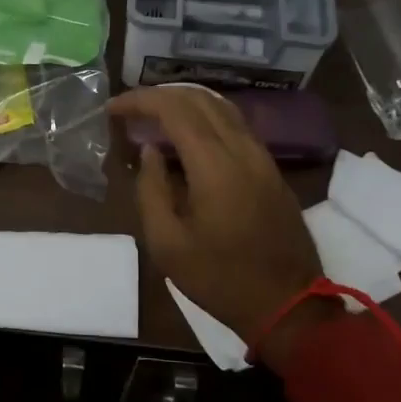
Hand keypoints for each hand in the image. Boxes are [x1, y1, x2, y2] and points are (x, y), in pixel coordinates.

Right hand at [109, 86, 329, 359]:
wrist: (288, 305)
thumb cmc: (219, 278)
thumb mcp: (167, 243)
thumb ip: (151, 190)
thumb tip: (149, 152)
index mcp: (215, 166)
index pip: (174, 110)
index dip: (140, 101)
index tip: (112, 109)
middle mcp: (242, 149)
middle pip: (199, 99)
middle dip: (159, 96)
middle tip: (128, 110)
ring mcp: (262, 157)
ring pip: (221, 107)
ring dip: (183, 102)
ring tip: (153, 116)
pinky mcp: (270, 169)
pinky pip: (235, 124)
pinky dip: (204, 117)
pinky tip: (185, 135)